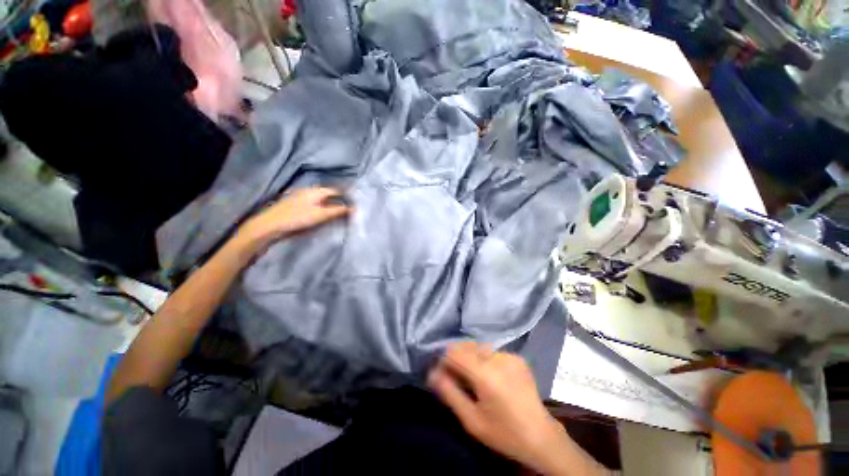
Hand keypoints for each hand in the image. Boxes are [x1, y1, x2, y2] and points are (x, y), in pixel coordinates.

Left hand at [236, 187, 350, 248]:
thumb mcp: (320, 215)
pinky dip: (319, 206)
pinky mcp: (293, 204)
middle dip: (337, 200)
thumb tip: (353, 208)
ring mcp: (299, 196)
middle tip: (346, 209)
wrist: (270, 224)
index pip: (335, 191)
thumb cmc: (297, 218)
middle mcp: (308, 190)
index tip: (353, 203)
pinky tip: (320, 214)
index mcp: (315, 191)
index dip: (345, 196)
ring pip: (319, 198)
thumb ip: (337, 211)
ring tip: (335, 212)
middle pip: (327, 193)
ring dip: (328, 203)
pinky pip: (312, 202)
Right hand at [429, 343, 604, 474]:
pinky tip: (489, 377)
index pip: (454, 351)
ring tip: (472, 378)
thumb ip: (449, 393)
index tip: (441, 372)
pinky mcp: (517, 357)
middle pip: (466, 346)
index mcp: (485, 373)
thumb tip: (432, 372)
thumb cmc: (503, 433)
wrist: (541, 437)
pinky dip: (484, 360)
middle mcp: (497, 357)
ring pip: (478, 347)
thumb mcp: (471, 420)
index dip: (444, 359)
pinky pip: (492, 352)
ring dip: (470, 358)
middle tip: (457, 378)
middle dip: (456, 358)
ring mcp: (509, 355)